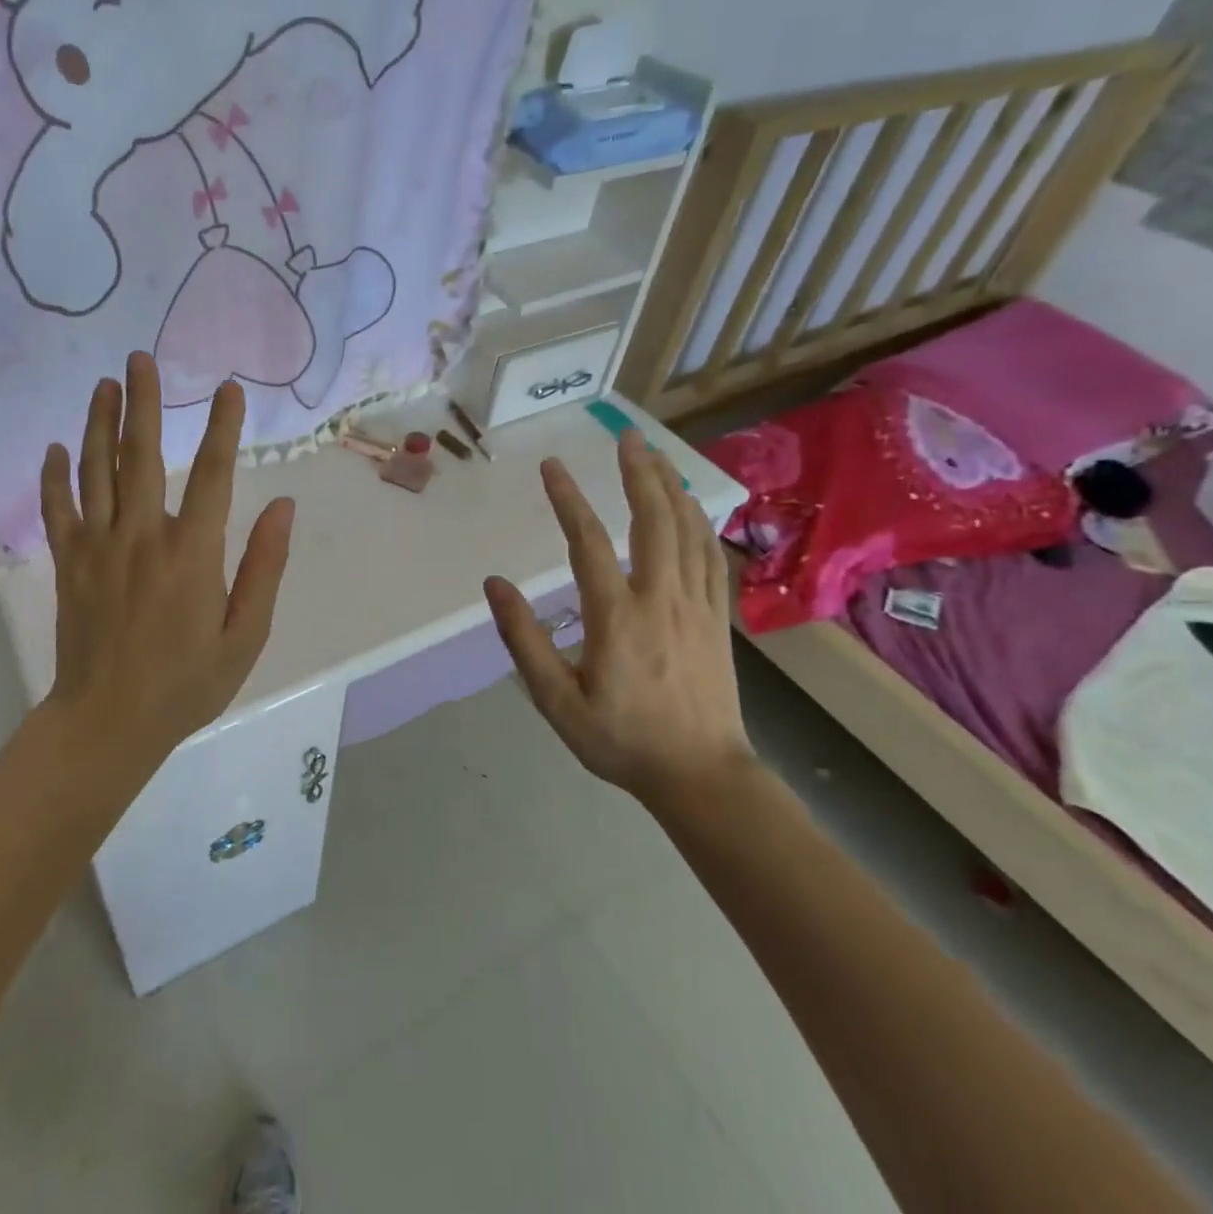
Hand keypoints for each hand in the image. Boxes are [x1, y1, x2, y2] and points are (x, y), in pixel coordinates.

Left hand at [41, 353, 293, 761]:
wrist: (109, 722)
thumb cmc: (187, 683)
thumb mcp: (245, 634)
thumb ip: (264, 566)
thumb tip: (283, 505)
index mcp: (192, 552)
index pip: (216, 474)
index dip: (225, 427)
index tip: (229, 389)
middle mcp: (142, 535)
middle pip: (142, 455)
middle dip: (145, 403)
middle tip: (141, 358)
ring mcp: (97, 547)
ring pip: (96, 471)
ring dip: (99, 423)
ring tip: (104, 384)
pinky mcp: (67, 564)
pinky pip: (57, 510)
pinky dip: (54, 476)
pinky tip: (55, 448)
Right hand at [484, 430, 751, 807]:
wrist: (702, 776)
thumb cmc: (622, 740)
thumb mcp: (557, 701)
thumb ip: (524, 640)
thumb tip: (495, 585)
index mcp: (616, 616)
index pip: (587, 541)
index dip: (567, 499)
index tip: (552, 465)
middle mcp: (660, 598)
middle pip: (653, 519)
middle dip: (639, 472)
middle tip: (627, 436)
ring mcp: (696, 605)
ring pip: (687, 530)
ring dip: (671, 487)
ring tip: (656, 456)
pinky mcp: (717, 617)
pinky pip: (710, 555)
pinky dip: (700, 522)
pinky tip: (691, 507)